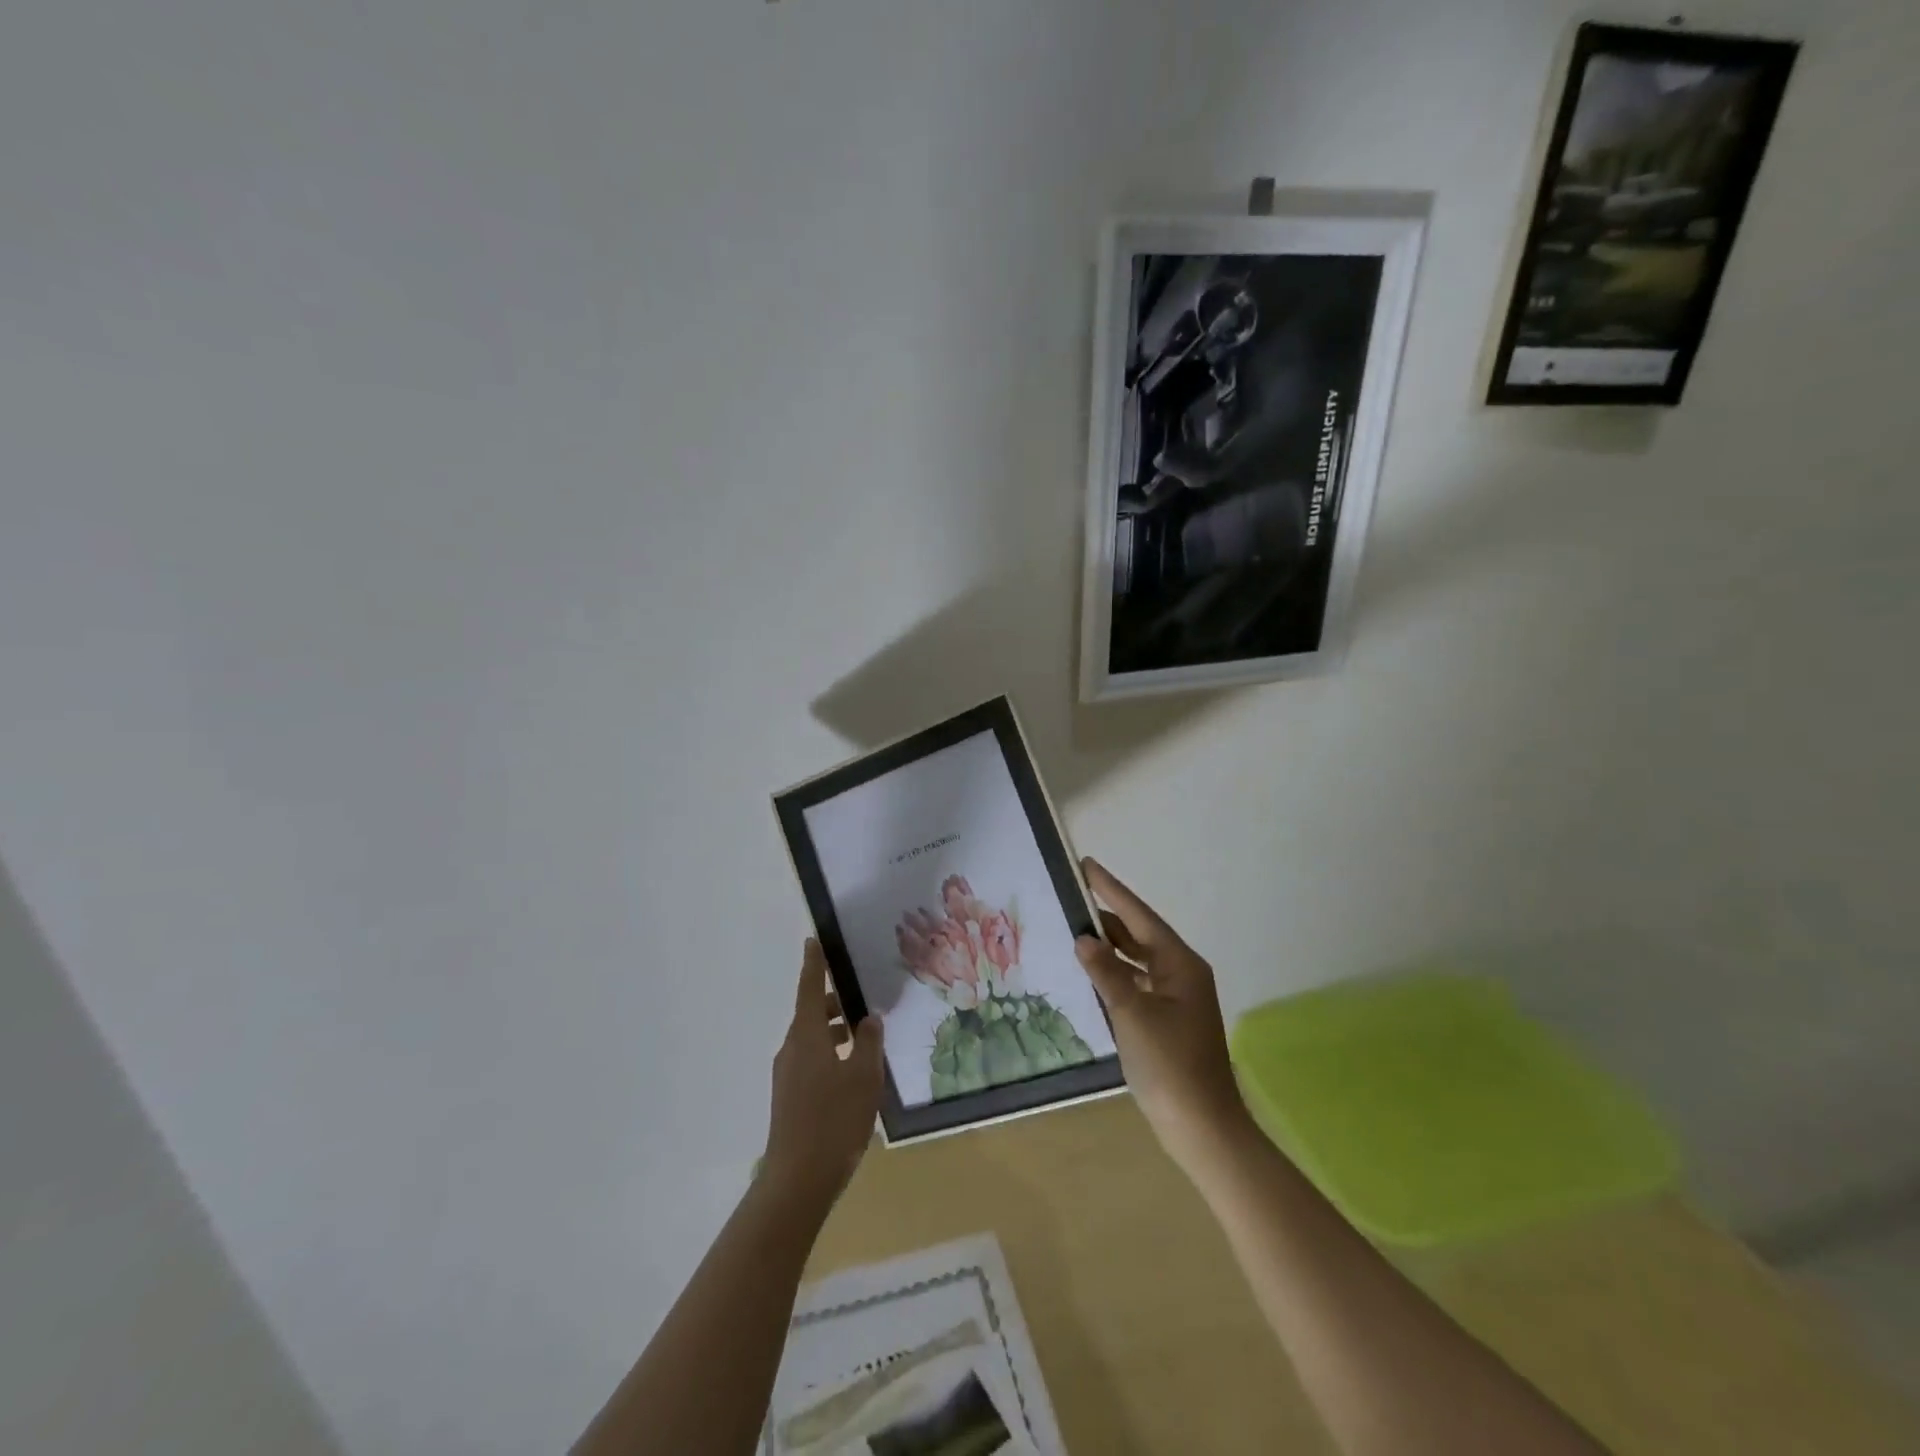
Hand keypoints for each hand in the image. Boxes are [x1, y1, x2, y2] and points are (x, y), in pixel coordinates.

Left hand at [762, 940, 884, 1209]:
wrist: (798, 1180)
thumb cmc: (834, 1119)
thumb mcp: (863, 1077)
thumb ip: (868, 1043)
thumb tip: (868, 1019)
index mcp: (806, 1036)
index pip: (808, 988)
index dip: (813, 964)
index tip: (813, 940)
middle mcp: (792, 1049)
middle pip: (811, 1014)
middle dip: (833, 1003)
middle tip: (861, 998)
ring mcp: (788, 1075)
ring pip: (812, 1039)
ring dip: (835, 1032)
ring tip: (865, 1038)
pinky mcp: (790, 1097)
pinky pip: (811, 1061)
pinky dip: (830, 1054)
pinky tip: (853, 1073)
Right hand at [1075, 859, 1252, 1175]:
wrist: (1202, 1128)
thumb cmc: (1170, 1066)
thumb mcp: (1132, 1015)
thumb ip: (1106, 973)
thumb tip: (1083, 938)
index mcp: (1181, 964)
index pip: (1139, 916)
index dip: (1112, 889)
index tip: (1087, 865)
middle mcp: (1182, 973)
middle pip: (1140, 934)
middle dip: (1108, 915)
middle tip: (1073, 896)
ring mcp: (1178, 997)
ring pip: (1139, 959)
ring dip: (1111, 945)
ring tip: (1076, 928)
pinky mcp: (1169, 1019)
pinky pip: (1138, 981)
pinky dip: (1116, 972)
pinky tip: (1094, 973)